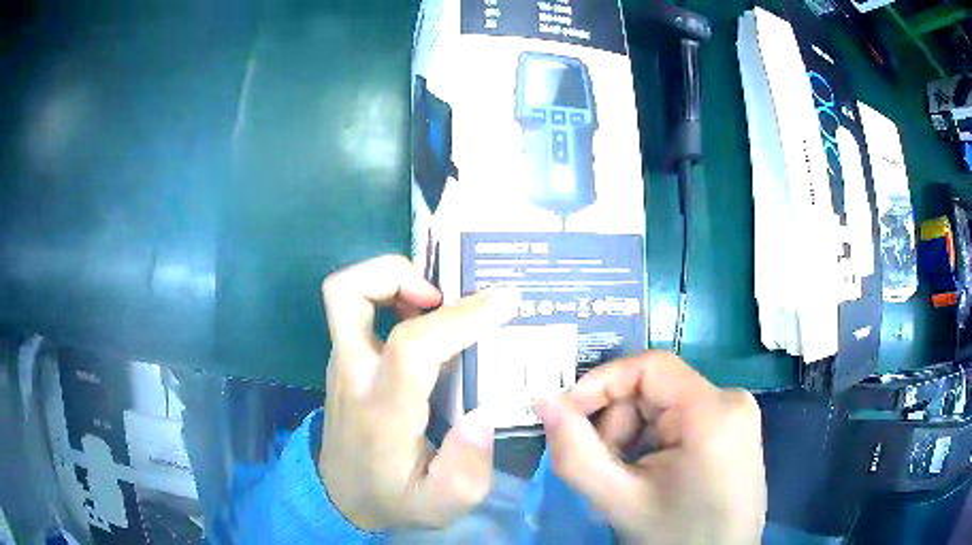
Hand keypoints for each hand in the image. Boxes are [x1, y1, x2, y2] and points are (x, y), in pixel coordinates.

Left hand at [318, 255, 519, 530]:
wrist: (339, 496)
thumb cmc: (391, 497)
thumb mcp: (440, 505)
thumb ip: (468, 470)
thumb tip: (482, 414)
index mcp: (382, 411)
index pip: (412, 346)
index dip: (459, 317)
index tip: (504, 302)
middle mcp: (354, 375)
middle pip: (348, 294)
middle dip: (397, 274)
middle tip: (443, 293)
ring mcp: (343, 363)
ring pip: (347, 294)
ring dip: (393, 281)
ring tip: (439, 302)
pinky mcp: (346, 361)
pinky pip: (359, 309)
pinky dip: (392, 298)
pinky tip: (426, 323)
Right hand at [535, 351, 765, 544]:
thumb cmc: (675, 537)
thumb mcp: (619, 500)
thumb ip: (575, 452)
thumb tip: (543, 400)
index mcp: (713, 411)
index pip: (649, 366)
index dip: (601, 383)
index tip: (566, 416)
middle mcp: (731, 399)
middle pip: (653, 389)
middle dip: (617, 424)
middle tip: (605, 468)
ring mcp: (736, 413)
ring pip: (663, 405)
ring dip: (632, 437)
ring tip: (628, 479)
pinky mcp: (733, 428)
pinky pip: (679, 419)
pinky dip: (652, 442)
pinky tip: (650, 476)